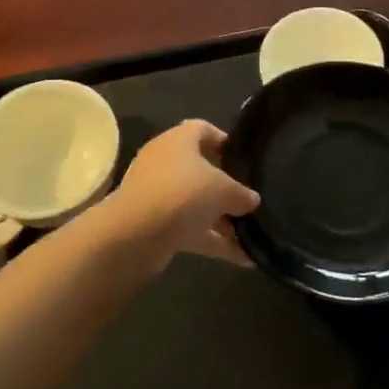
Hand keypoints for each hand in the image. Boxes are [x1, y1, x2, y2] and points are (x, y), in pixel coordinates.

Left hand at [102, 119, 259, 265]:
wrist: (135, 234)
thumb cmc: (183, 193)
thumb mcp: (223, 189)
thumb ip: (241, 193)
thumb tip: (252, 199)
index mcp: (178, 140)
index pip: (202, 129)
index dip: (223, 139)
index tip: (243, 157)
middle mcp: (165, 162)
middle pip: (200, 170)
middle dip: (226, 188)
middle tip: (250, 200)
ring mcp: (158, 195)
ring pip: (196, 204)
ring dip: (222, 220)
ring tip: (252, 235)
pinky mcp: (155, 225)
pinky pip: (191, 230)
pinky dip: (214, 241)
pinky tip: (243, 259)